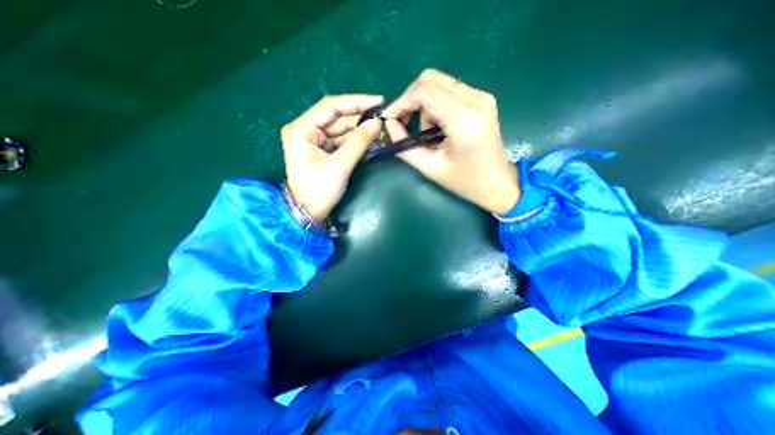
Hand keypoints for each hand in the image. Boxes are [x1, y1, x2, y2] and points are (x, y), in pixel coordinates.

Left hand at [282, 94, 383, 222]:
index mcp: (301, 129)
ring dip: (360, 129)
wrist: (308, 213)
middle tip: (383, 116)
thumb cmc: (318, 191)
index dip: (356, 102)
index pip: (331, 106)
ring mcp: (314, 140)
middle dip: (360, 117)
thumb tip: (378, 123)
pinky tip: (370, 139)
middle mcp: (306, 130)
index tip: (379, 101)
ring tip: (380, 128)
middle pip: (336, 117)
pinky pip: (341, 140)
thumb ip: (358, 143)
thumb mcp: (339, 166)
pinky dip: (355, 140)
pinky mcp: (322, 150)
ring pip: (341, 129)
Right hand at [383, 68, 518, 214]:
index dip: (401, 102)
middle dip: (410, 99)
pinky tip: (437, 126)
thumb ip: (405, 147)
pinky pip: (449, 90)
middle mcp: (475, 100)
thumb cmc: (464, 181)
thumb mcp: (430, 168)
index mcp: (463, 120)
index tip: (389, 118)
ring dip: (423, 104)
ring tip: (427, 132)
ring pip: (438, 83)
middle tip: (403, 122)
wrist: (497, 183)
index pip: (424, 92)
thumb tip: (389, 125)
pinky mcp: (482, 99)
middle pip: (430, 79)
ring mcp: (481, 96)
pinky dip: (435, 104)